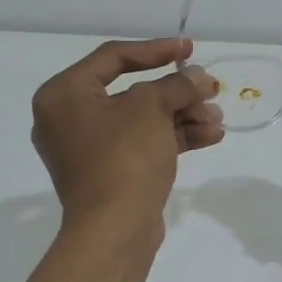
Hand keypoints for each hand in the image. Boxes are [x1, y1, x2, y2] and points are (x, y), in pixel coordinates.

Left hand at [31, 38, 222, 230]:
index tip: (189, 50)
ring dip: (181, 116)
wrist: (114, 231)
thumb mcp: (151, 109)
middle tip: (209, 90)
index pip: (113, 58)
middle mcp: (68, 118)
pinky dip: (172, 138)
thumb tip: (198, 77)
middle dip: (176, 92)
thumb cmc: (124, 157)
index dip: (156, 50)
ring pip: (140, 120)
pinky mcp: (107, 174)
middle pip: (131, 91)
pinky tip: (210, 136)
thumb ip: (176, 85)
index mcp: (64, 94)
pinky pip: (141, 145)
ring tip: (217, 119)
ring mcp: (87, 149)